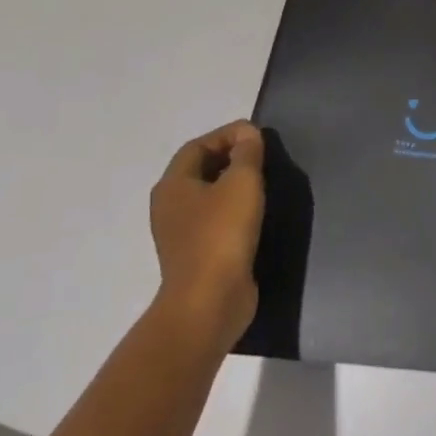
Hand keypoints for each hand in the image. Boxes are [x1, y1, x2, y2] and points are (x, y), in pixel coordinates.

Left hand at [150, 120, 266, 347]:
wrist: (209, 302)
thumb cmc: (222, 234)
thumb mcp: (242, 183)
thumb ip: (247, 153)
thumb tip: (247, 134)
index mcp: (173, 185)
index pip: (197, 146)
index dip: (227, 135)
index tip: (257, 135)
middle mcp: (170, 207)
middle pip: (200, 169)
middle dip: (230, 157)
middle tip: (263, 156)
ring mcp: (181, 234)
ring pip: (208, 196)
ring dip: (234, 185)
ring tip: (264, 181)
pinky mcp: (197, 255)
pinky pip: (215, 220)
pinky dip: (234, 209)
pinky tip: (257, 213)